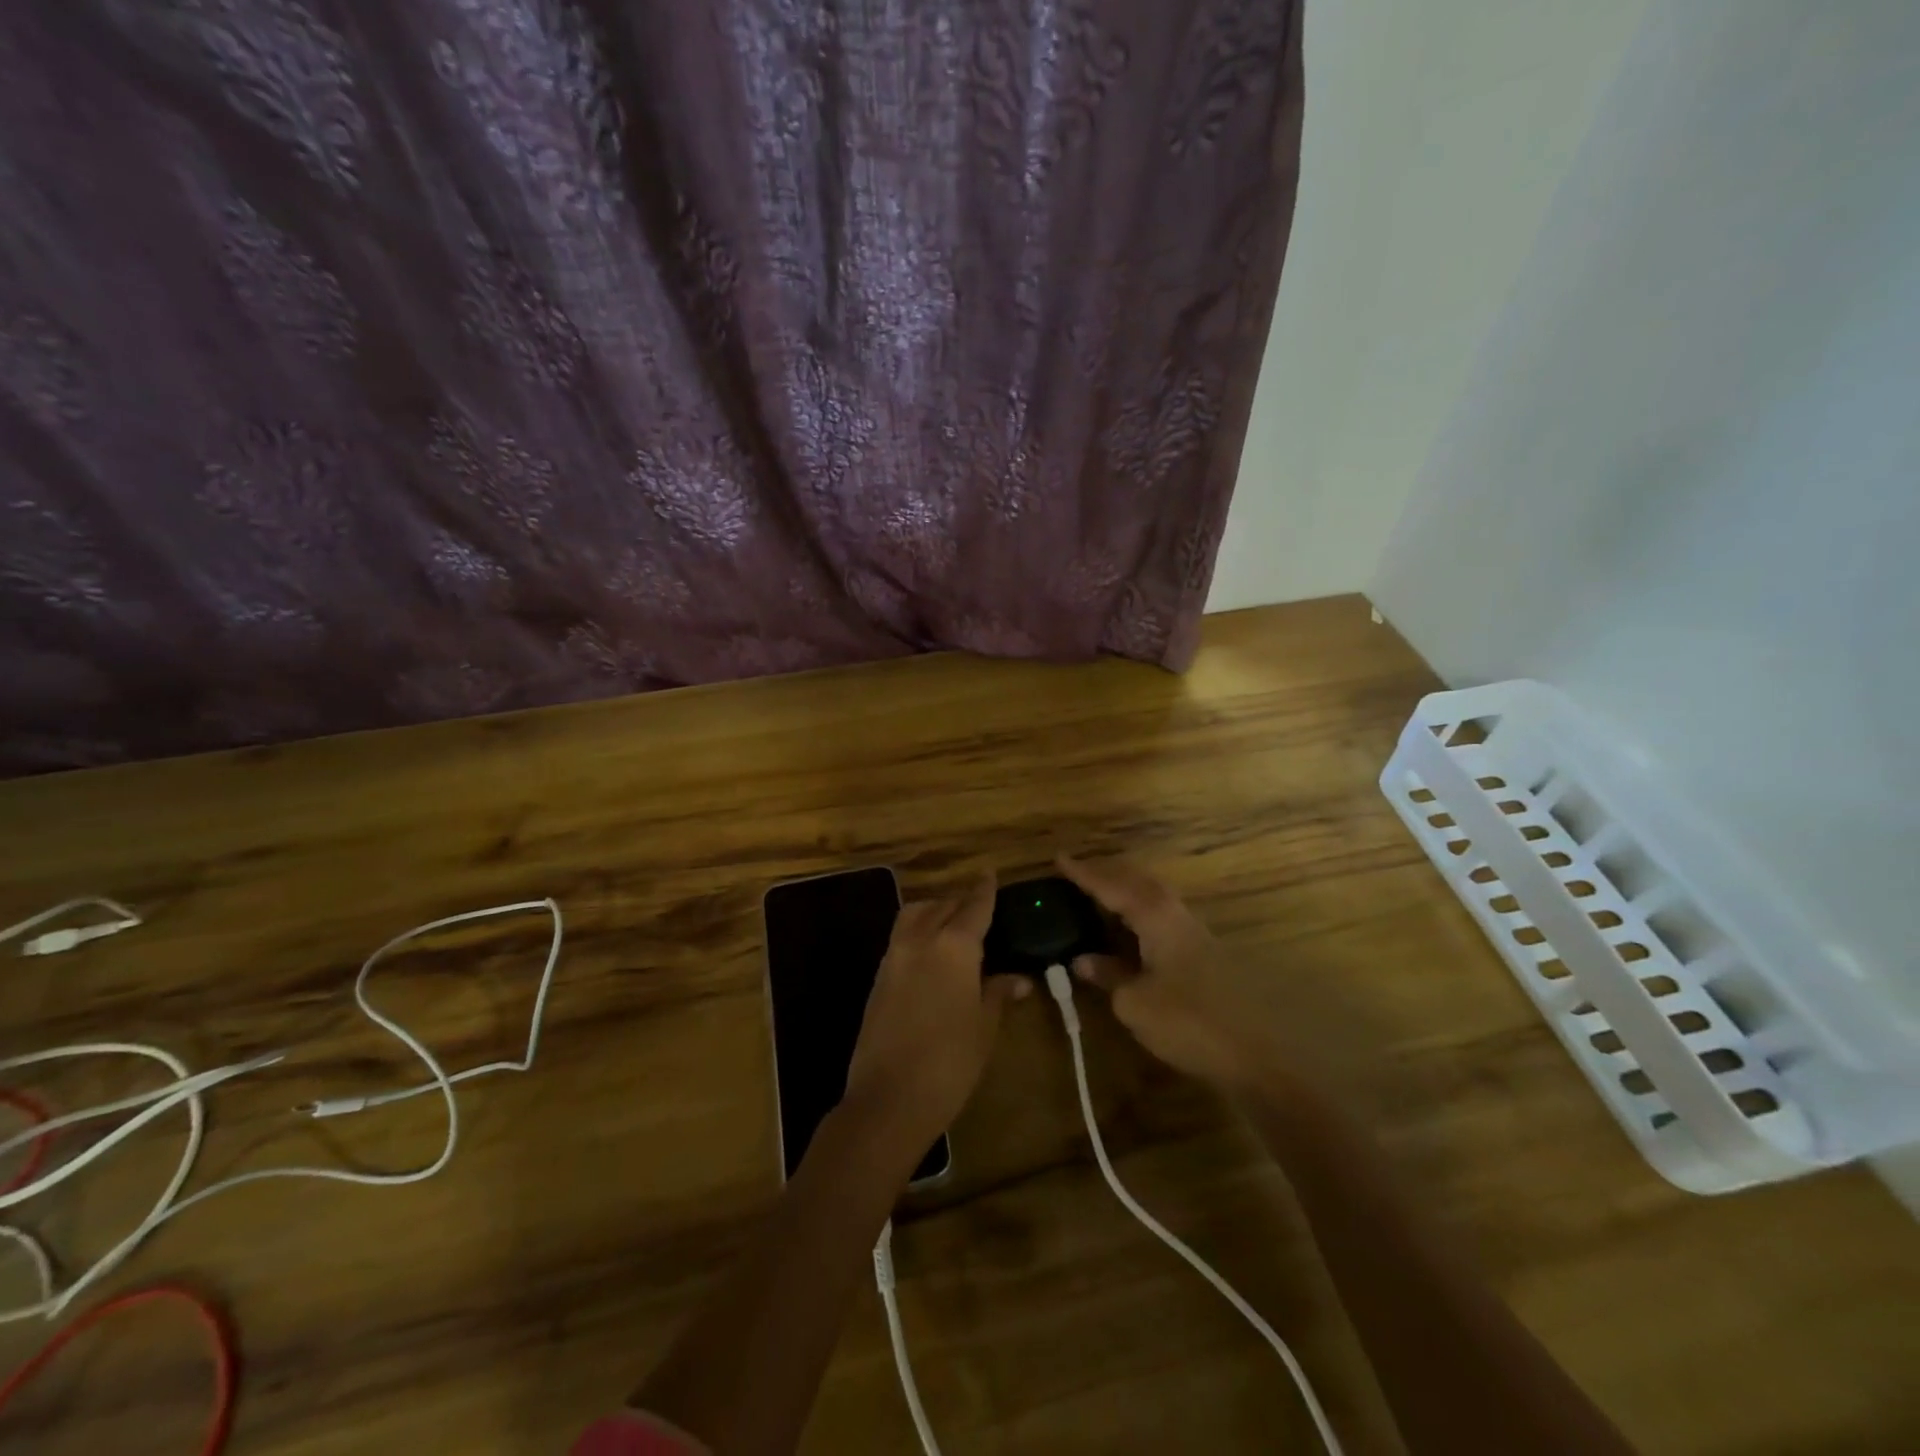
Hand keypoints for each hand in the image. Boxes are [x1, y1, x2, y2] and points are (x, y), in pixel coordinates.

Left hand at [843, 875, 1028, 1148]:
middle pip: (942, 905)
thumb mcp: (984, 1027)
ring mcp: (894, 956)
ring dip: (934, 911)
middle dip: (961, 901)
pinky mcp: (878, 977)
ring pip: (915, 914)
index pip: (973, 906)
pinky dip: (918, 931)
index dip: (984, 890)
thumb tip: (1018, 979)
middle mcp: (920, 940)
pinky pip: (901, 937)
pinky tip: (932, 953)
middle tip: (978, 907)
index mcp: (953, 946)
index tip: (990, 873)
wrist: (888, 1098)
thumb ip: (998, 993)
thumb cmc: (950, 1063)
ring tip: (953, 925)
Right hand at [1057, 855, 1271, 1088]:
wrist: (1261, 1051)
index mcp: (1155, 917)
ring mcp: (1194, 935)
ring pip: (1153, 900)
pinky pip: (1161, 920)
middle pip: (1139, 883)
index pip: (1112, 886)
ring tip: (1099, 898)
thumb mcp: (1136, 1003)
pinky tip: (1129, 935)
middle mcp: (1176, 916)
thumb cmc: (1190, 1020)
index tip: (1059, 858)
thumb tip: (1084, 960)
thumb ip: (1109, 976)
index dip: (1084, 874)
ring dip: (1126, 894)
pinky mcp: (1204, 956)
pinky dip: (1138, 916)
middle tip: (1079, 874)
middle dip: (1108, 875)